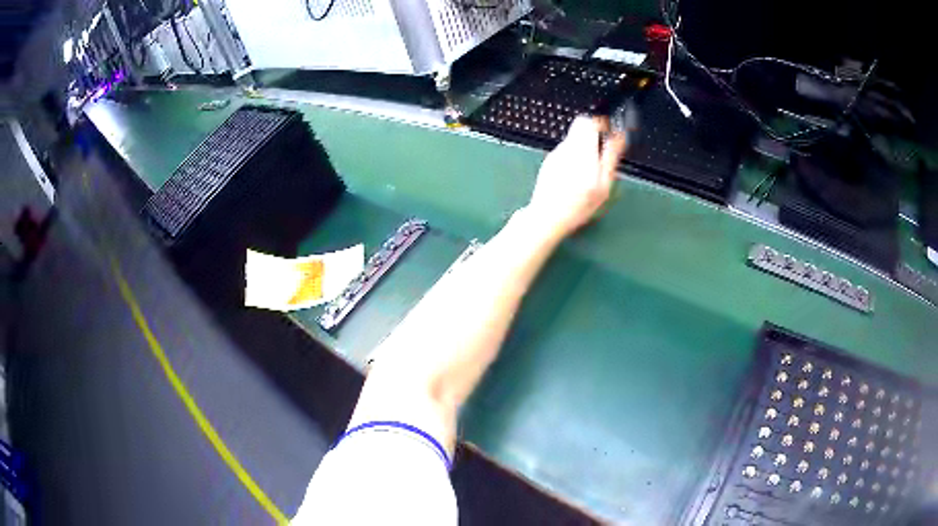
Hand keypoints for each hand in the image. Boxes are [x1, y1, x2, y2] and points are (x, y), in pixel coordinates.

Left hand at [525, 116, 627, 239]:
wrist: (547, 218)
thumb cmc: (577, 207)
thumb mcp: (603, 186)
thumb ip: (611, 158)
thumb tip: (619, 137)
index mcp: (582, 153)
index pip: (589, 122)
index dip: (602, 124)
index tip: (610, 133)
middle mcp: (567, 149)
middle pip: (581, 126)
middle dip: (595, 134)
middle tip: (603, 150)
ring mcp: (556, 154)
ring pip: (574, 138)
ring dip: (585, 145)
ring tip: (591, 168)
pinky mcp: (550, 160)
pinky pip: (566, 150)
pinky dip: (575, 156)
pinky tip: (578, 175)